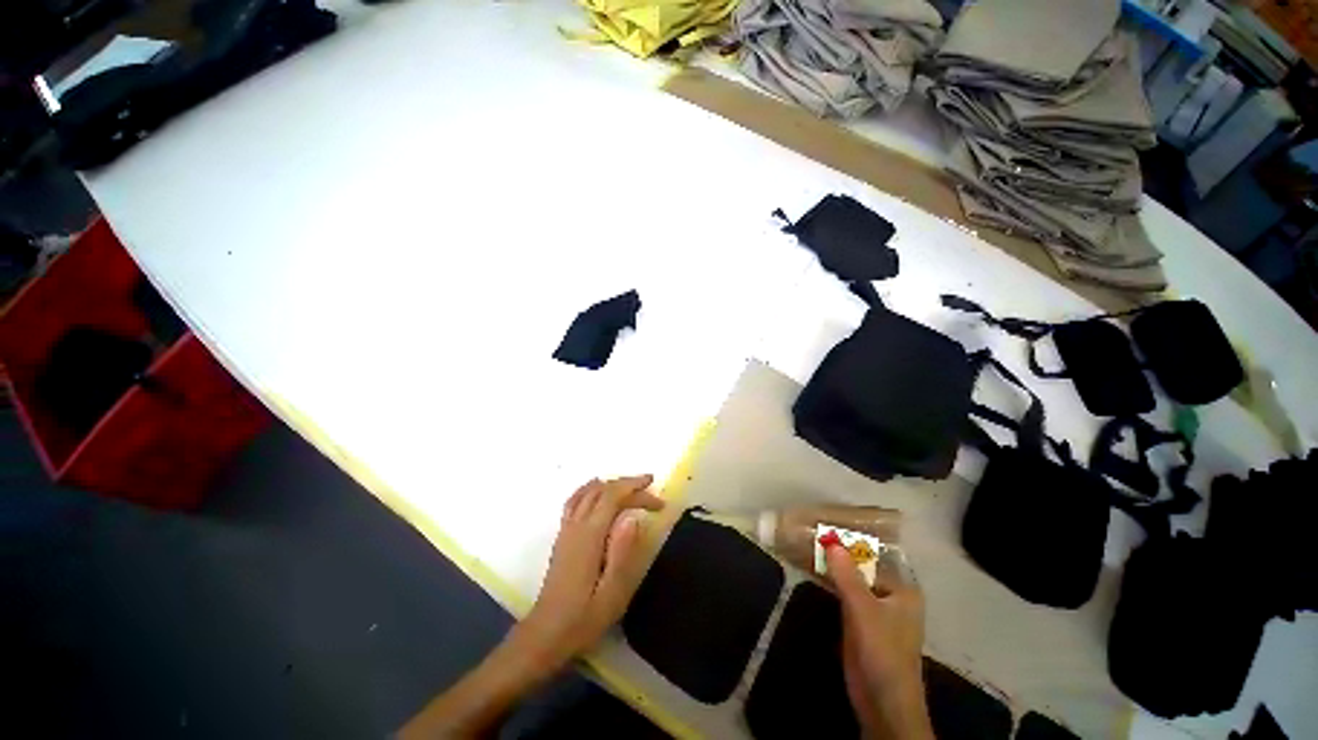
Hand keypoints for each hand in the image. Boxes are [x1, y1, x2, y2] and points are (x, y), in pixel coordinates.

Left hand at [517, 475, 663, 669]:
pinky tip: (598, 492)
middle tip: (650, 488)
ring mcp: (566, 528)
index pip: (614, 497)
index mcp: (590, 535)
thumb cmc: (584, 618)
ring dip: (611, 484)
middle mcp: (576, 525)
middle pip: (602, 489)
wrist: (546, 634)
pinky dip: (591, 489)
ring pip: (588, 491)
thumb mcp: (612, 592)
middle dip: (628, 484)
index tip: (659, 502)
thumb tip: (633, 517)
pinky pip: (575, 500)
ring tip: (631, 487)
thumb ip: (623, 552)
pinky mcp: (562, 535)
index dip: (637, 491)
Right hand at [825, 544, 932, 739]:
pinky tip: (811, 567)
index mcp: (902, 589)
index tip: (827, 522)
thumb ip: (846, 574)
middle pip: (862, 564)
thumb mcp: (863, 609)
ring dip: (832, 565)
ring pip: (851, 578)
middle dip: (839, 550)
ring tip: (807, 542)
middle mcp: (890, 594)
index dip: (852, 538)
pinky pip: (843, 592)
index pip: (876, 554)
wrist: (882, 702)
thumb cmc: (882, 651)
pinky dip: (830, 580)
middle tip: (811, 529)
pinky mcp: (859, 621)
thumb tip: (830, 540)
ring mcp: (874, 608)